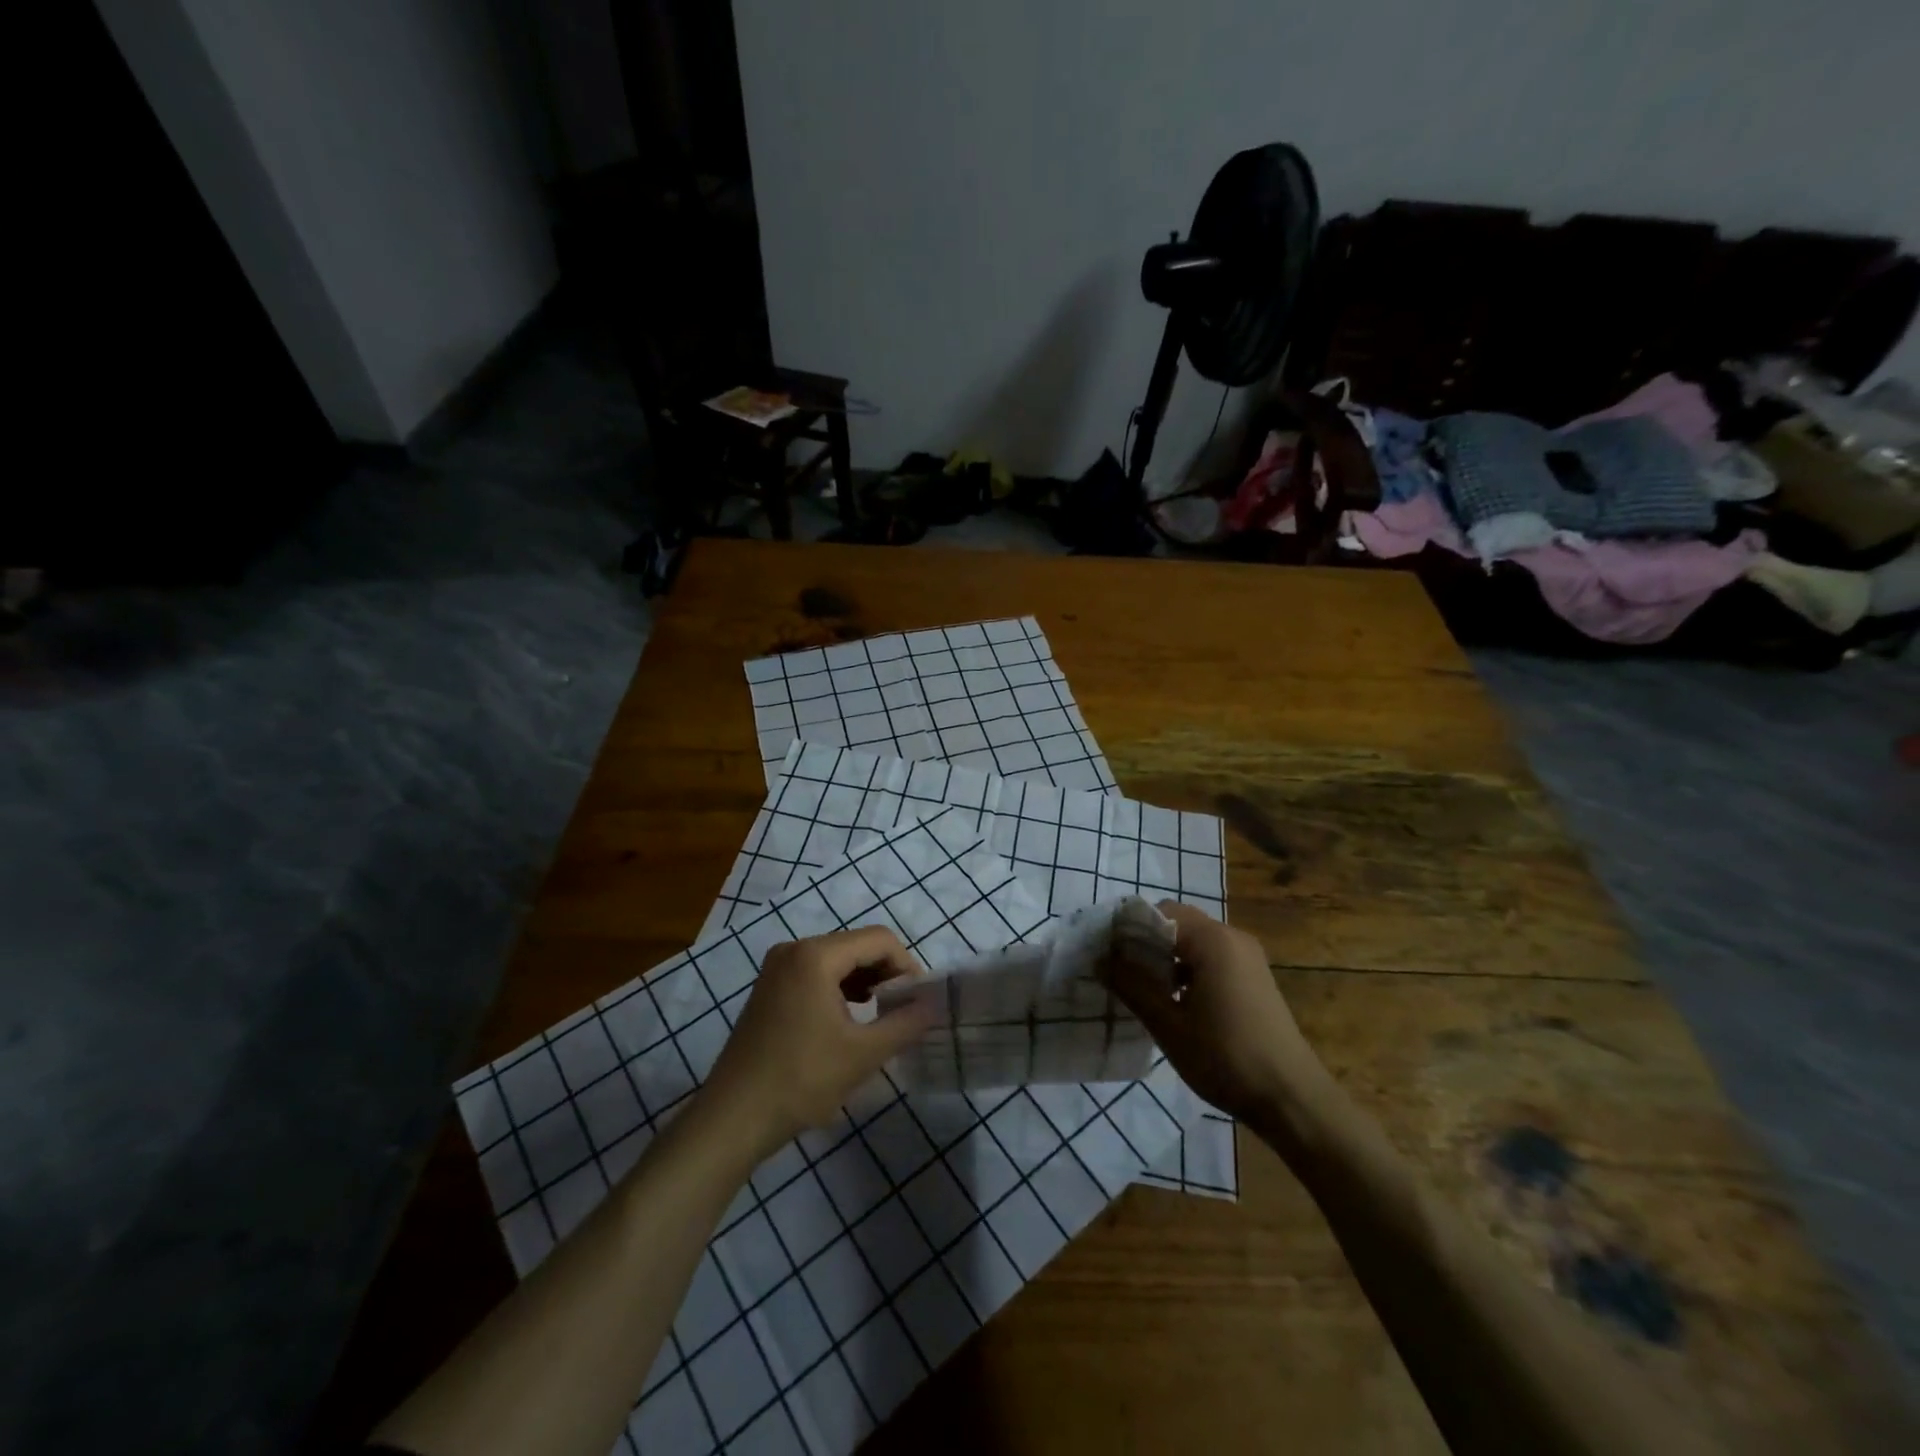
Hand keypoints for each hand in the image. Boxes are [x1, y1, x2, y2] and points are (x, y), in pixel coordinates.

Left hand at [700, 926, 936, 1160]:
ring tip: (882, 1018)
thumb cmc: (801, 1080)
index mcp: (816, 955)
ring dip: (866, 982)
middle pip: (857, 946)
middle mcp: (795, 949)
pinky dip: (841, 990)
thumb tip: (936, 1004)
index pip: (879, 940)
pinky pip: (816, 974)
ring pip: (838, 960)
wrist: (732, 1118)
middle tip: (904, 1012)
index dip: (907, 966)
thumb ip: (906, 1023)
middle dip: (887, 975)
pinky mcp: (770, 987)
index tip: (919, 1001)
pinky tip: (850, 1020)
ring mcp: (778, 967)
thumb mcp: (863, 1054)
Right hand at [1105, 902, 1325, 1126]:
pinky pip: (1212, 960)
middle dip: (1146, 943)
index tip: (1106, 952)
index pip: (1160, 912)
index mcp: (1213, 940)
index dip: (1129, 928)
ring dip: (1166, 959)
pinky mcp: (1254, 979)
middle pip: (1178, 924)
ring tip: (1140, 988)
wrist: (1293, 1099)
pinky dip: (1187, 971)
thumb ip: (1132, 986)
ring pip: (1194, 943)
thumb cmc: (1226, 1057)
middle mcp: (1233, 938)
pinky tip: (1173, 1001)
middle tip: (1118, 971)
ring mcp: (1248, 959)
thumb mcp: (1169, 1024)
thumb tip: (1101, 959)